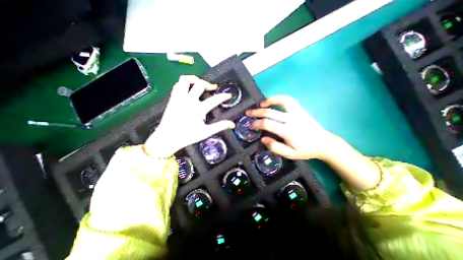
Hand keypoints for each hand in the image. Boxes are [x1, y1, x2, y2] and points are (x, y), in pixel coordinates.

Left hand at [144, 74, 234, 156]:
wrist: (167, 138)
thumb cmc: (187, 136)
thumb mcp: (205, 132)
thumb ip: (219, 126)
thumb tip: (232, 124)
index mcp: (198, 109)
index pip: (214, 100)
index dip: (223, 96)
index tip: (228, 95)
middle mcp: (188, 100)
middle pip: (200, 85)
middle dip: (209, 84)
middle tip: (213, 88)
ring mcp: (179, 98)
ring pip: (185, 80)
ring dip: (194, 79)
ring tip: (200, 83)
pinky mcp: (173, 98)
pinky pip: (178, 85)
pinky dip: (184, 83)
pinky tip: (189, 88)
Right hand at [246, 96, 336, 159]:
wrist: (324, 143)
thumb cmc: (305, 150)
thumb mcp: (289, 154)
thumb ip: (275, 147)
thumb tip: (263, 138)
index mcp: (288, 132)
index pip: (268, 124)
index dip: (256, 123)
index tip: (250, 125)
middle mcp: (292, 119)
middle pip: (270, 112)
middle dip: (256, 112)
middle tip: (248, 113)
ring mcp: (297, 112)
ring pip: (281, 101)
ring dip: (269, 101)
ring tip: (260, 104)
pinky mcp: (300, 109)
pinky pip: (288, 100)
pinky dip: (278, 98)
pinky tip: (272, 101)